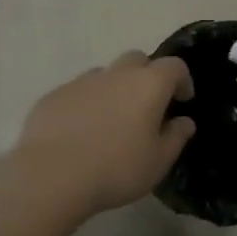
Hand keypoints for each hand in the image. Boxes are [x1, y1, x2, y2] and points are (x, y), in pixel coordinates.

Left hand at [6, 52, 195, 219]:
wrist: (52, 176)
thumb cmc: (116, 169)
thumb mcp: (158, 162)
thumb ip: (176, 137)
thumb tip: (184, 122)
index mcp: (148, 85)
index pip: (174, 66)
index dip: (182, 80)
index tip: (182, 101)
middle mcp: (116, 74)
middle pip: (137, 59)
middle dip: (147, 76)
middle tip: (147, 106)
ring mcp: (81, 82)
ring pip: (105, 74)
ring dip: (114, 89)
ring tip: (111, 121)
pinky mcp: (54, 95)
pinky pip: (78, 91)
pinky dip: (86, 103)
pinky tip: (80, 132)